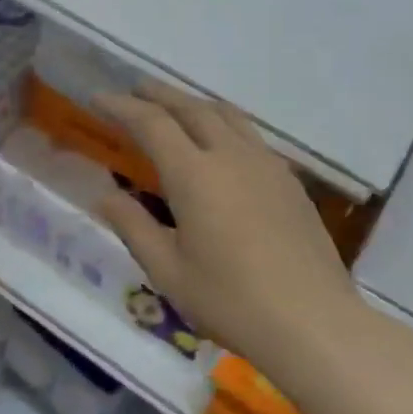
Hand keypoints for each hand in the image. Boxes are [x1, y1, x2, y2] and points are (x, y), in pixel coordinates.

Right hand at [94, 83, 375, 377]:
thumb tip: (105, 195)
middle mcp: (232, 156)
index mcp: (195, 175)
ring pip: (227, 116)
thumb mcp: (168, 271)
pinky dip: (224, 124)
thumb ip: (133, 226)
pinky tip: (221, 144)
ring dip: (195, 104)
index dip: (122, 107)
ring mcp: (267, 166)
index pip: (152, 124)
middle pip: (192, 108)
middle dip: (160, 95)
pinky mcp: (290, 182)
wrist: (313, 323)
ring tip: (176, 106)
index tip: (99, 99)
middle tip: (135, 89)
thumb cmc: (231, 301)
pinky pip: (251, 136)